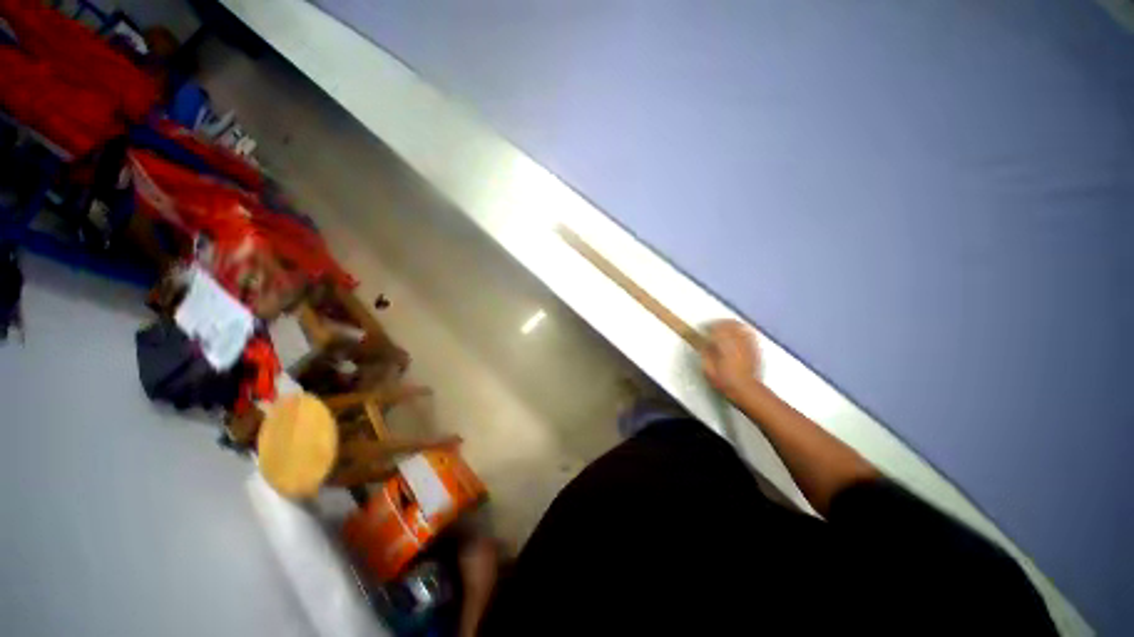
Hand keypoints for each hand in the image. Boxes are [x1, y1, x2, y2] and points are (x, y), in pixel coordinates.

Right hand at [701, 320, 761, 400]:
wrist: (747, 391)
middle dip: (719, 323)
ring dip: (730, 324)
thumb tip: (704, 342)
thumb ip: (705, 353)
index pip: (716, 328)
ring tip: (724, 328)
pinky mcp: (755, 348)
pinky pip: (749, 333)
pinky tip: (738, 333)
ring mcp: (748, 344)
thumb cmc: (725, 382)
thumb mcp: (708, 369)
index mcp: (724, 346)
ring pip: (740, 326)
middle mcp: (737, 342)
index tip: (703, 328)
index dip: (708, 326)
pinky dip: (741, 330)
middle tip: (712, 327)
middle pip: (729, 324)